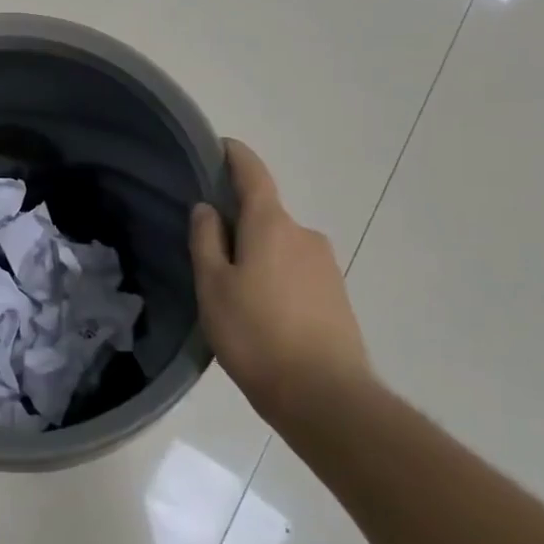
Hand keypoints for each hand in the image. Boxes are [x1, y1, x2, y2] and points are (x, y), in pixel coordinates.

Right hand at [190, 139, 371, 428]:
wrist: (326, 398)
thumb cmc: (256, 334)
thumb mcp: (213, 286)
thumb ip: (206, 241)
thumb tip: (208, 208)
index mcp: (271, 225)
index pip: (253, 174)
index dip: (235, 156)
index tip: (220, 145)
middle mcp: (304, 235)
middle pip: (265, 215)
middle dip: (239, 223)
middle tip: (210, 251)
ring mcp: (326, 266)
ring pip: (281, 247)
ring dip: (258, 256)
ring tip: (235, 293)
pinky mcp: (337, 297)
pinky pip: (297, 272)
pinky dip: (277, 279)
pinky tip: (263, 314)